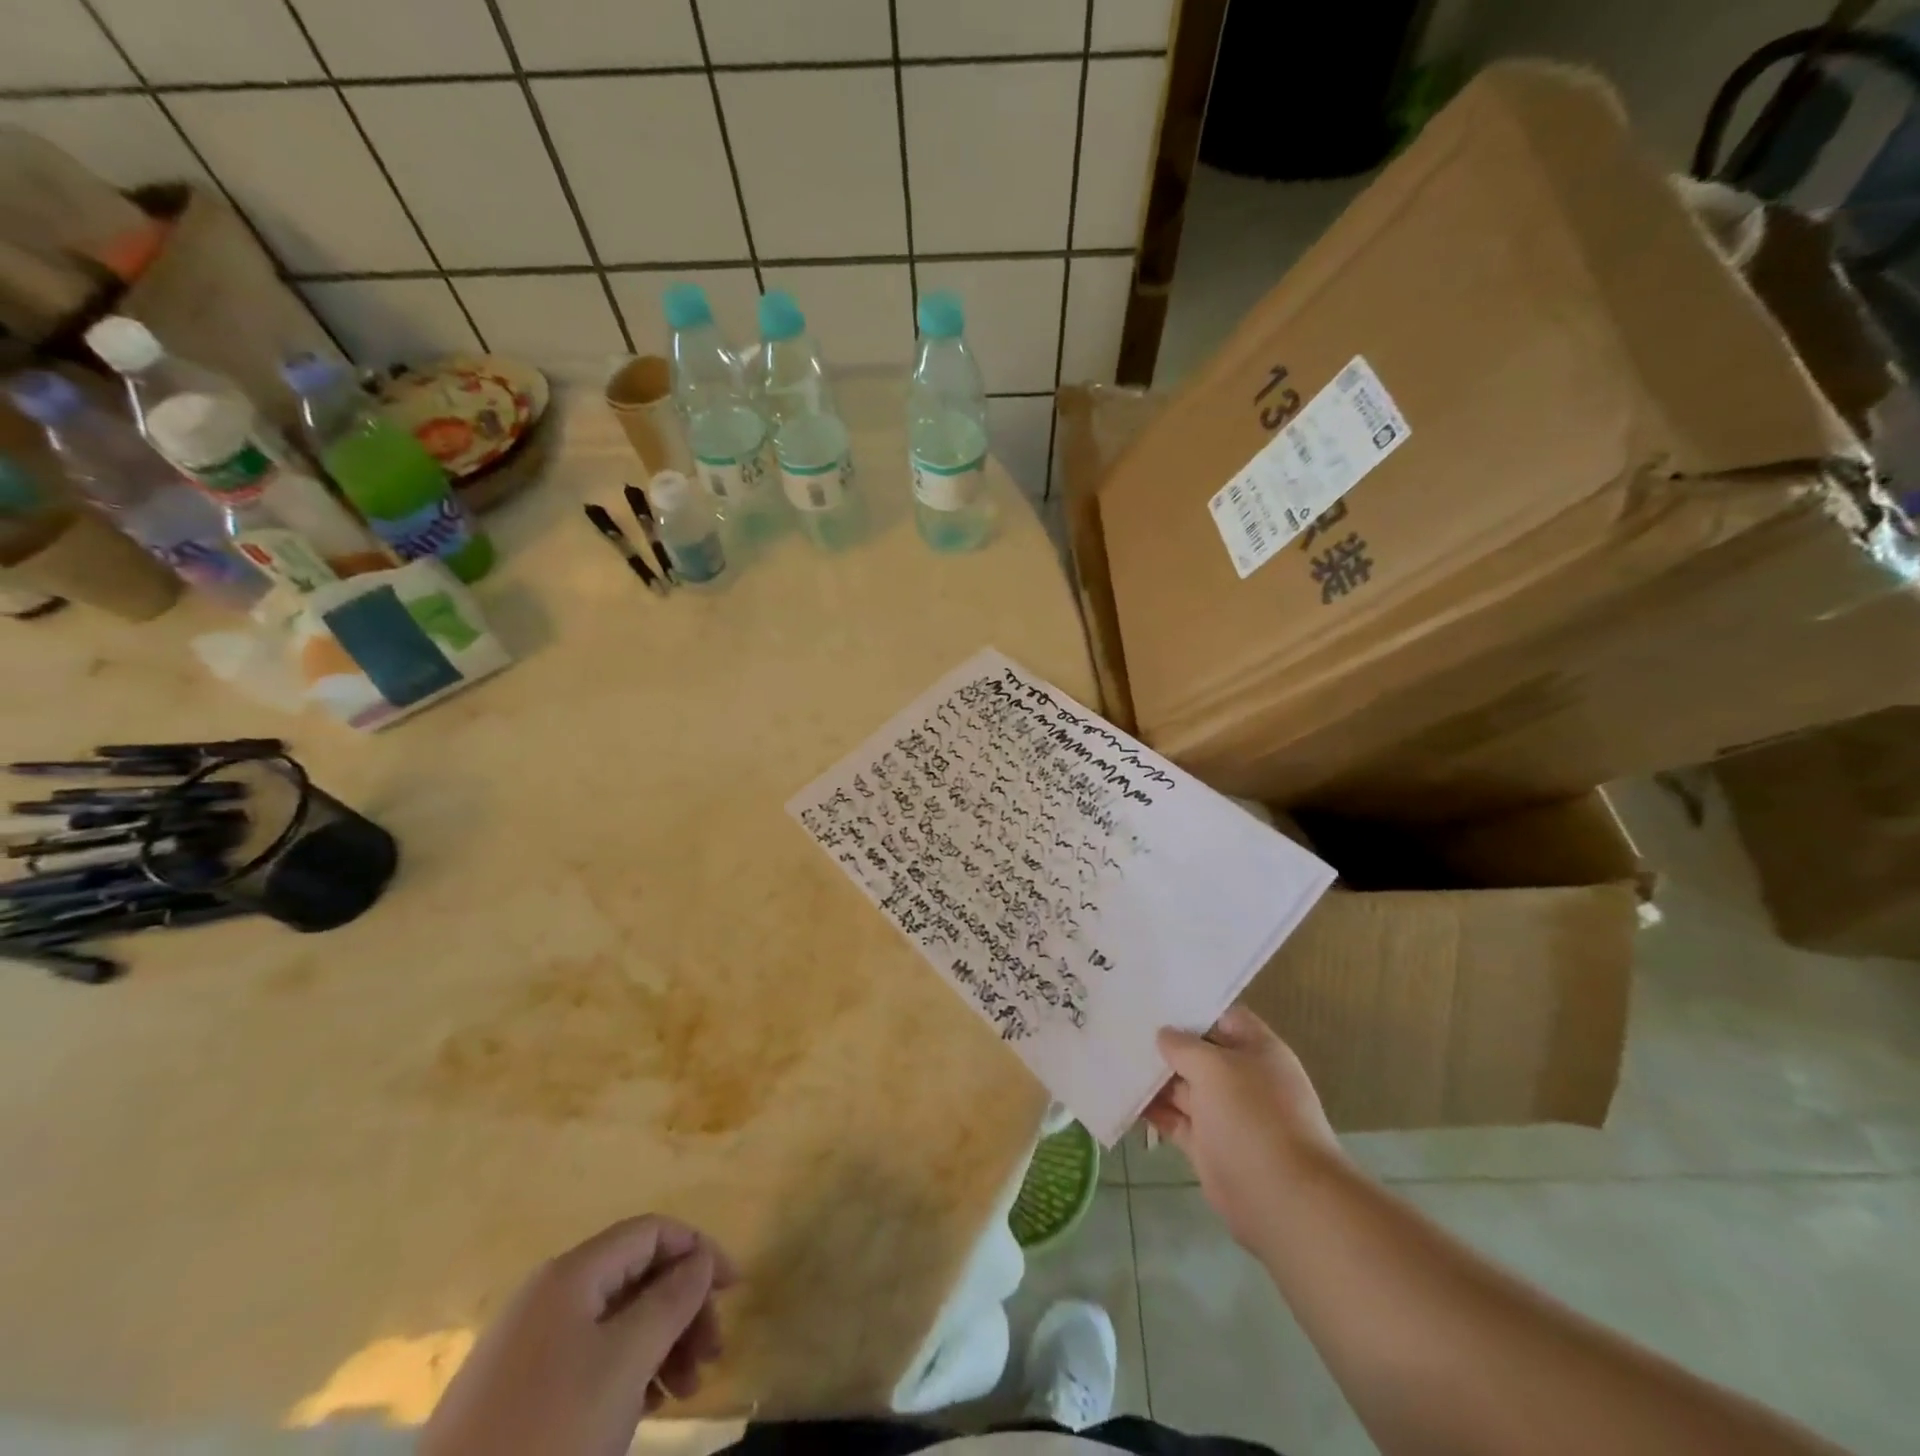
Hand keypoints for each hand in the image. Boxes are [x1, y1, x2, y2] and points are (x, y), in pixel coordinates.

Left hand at [421, 1215, 737, 1455]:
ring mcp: (529, 1346)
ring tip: (686, 1390)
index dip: (699, 1249)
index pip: (651, 1231)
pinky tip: (647, 1406)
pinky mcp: (517, 1394)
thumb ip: (673, 1297)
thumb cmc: (550, 1435)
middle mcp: (549, 1296)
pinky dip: (629, 1371)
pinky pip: (590, 1358)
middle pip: (637, 1276)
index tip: (735, 1290)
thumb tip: (701, 1257)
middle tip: (712, 1356)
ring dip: (662, 1343)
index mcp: (571, 1274)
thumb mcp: (626, 1361)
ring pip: (617, 1321)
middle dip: (683, 1307)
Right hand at [1145, 1005, 1346, 1251]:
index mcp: (1257, 1050)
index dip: (1191, 1007)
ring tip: (1113, 1057)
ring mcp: (1224, 1113)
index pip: (1222, 1016)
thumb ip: (1184, 1046)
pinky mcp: (1208, 1145)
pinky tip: (1122, 1096)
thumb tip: (1164, 1035)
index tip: (1152, 998)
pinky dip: (1152, 1111)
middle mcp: (1241, 1077)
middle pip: (1198, 1051)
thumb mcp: (1215, 1067)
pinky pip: (1175, 1119)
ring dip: (1153, 1077)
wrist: (1283, 1199)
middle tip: (1121, 1025)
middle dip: (1164, 1042)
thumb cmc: (1253, 1116)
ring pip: (1183, 1086)